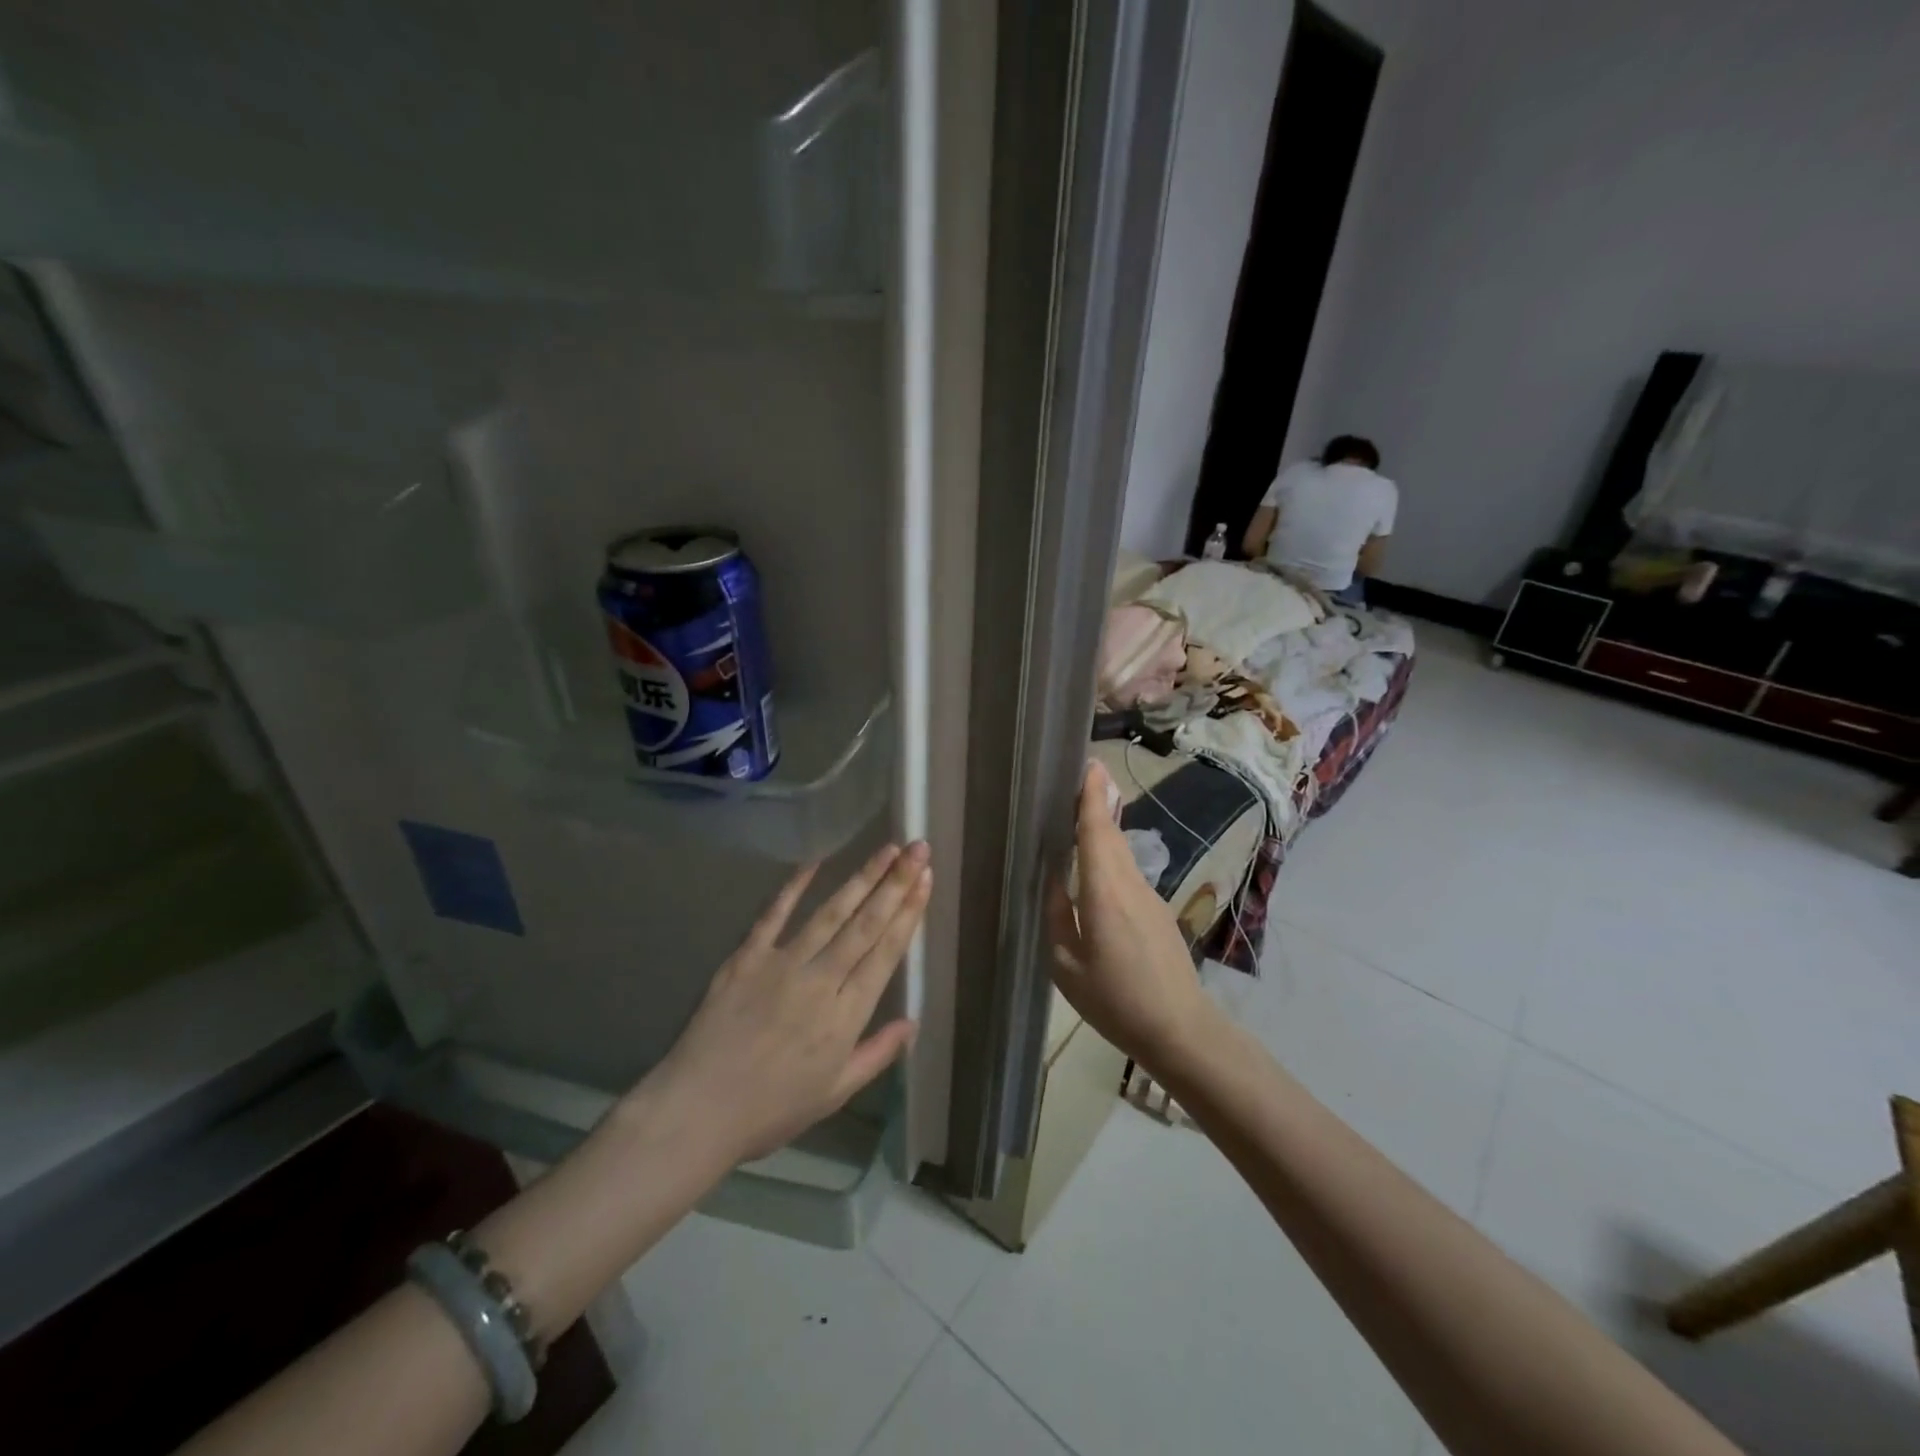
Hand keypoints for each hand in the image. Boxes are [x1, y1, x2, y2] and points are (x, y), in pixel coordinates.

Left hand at [650, 842, 930, 1162]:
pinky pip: (774, 914)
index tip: (926, 881)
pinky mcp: (747, 957)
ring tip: (886, 849)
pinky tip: (815, 861)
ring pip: (830, 912)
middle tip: (918, 849)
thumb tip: (912, 1023)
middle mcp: (820, 980)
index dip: (908, 913)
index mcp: (845, 1015)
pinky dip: (795, 887)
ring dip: (861, 878)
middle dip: (895, 883)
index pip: (885, 952)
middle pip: (865, 924)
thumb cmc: (770, 1109)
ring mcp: (782, 963)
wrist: (696, 1111)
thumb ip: (876, 1055)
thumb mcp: (834, 1094)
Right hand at [1049, 762, 1218, 1075]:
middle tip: (1078, 777)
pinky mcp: (1158, 911)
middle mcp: (1131, 884)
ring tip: (1080, 813)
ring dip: (1104, 829)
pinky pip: (1129, 872)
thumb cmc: (1115, 1001)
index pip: (1097, 832)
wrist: (1181, 1029)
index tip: (1089, 765)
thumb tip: (1052, 879)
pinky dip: (1111, 856)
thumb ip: (1057, 915)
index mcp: (1105, 893)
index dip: (1092, 797)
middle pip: (1112, 834)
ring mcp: (1150, 897)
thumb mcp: (1066, 965)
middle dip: (1098, 802)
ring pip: (1122, 853)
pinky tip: (1095, 867)